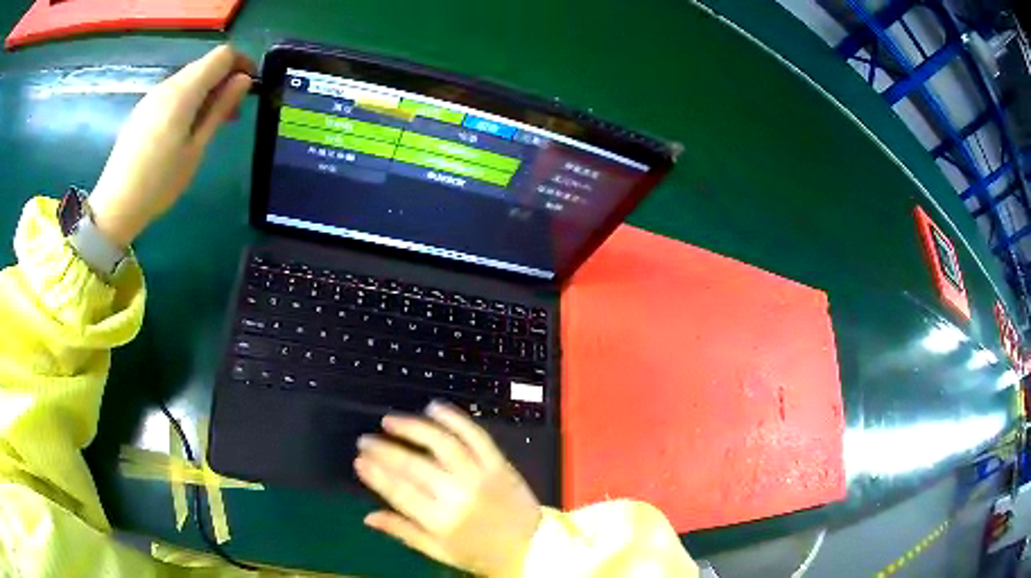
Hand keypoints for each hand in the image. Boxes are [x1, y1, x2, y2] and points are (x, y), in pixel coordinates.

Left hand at [89, 45, 254, 245]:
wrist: (115, 205)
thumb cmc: (159, 183)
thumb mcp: (196, 149)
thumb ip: (219, 109)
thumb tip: (243, 80)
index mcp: (184, 91)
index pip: (222, 55)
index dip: (241, 64)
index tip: (249, 87)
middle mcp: (168, 84)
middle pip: (204, 64)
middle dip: (223, 79)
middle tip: (231, 112)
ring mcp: (152, 96)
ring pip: (188, 78)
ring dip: (205, 90)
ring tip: (208, 124)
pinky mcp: (142, 109)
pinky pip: (172, 92)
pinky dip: (187, 99)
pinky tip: (184, 128)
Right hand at [356, 402, 542, 575]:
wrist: (530, 547)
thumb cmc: (480, 554)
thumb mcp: (439, 551)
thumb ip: (403, 532)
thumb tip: (367, 517)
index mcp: (442, 521)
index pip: (400, 491)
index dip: (376, 474)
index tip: (358, 460)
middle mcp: (459, 494)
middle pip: (414, 465)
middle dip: (384, 450)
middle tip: (365, 440)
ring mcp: (481, 475)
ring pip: (442, 443)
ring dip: (413, 427)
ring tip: (390, 420)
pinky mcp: (500, 463)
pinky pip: (476, 435)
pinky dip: (455, 419)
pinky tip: (435, 408)